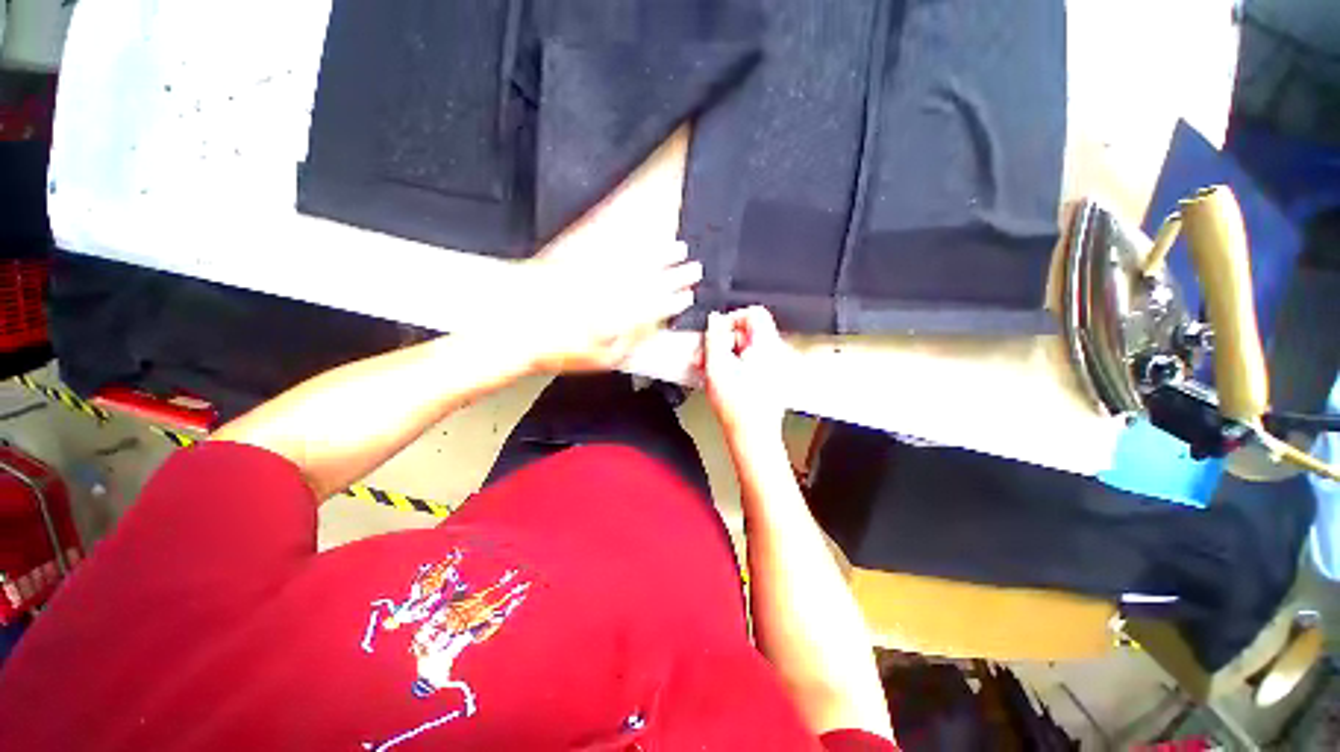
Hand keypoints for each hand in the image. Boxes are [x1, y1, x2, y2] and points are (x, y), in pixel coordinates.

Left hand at [508, 241, 701, 372]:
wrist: (518, 321)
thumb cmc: (560, 347)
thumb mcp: (604, 358)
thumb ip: (632, 341)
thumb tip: (650, 329)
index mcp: (626, 316)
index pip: (660, 306)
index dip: (678, 300)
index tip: (690, 294)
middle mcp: (620, 289)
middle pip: (657, 279)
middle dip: (679, 274)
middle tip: (696, 268)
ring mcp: (602, 270)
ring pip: (641, 259)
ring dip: (663, 254)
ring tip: (679, 247)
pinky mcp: (584, 255)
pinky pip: (615, 244)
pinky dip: (632, 239)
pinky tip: (641, 234)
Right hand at [701, 306, 792, 445]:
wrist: (751, 435)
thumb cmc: (739, 408)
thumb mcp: (717, 366)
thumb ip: (714, 337)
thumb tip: (714, 320)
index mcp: (766, 346)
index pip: (754, 313)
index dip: (732, 318)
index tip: (718, 332)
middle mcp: (774, 354)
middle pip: (748, 332)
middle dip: (724, 341)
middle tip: (706, 355)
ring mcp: (773, 367)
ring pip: (747, 348)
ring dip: (726, 354)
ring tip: (709, 370)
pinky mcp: (769, 379)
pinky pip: (751, 362)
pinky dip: (735, 365)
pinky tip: (720, 378)